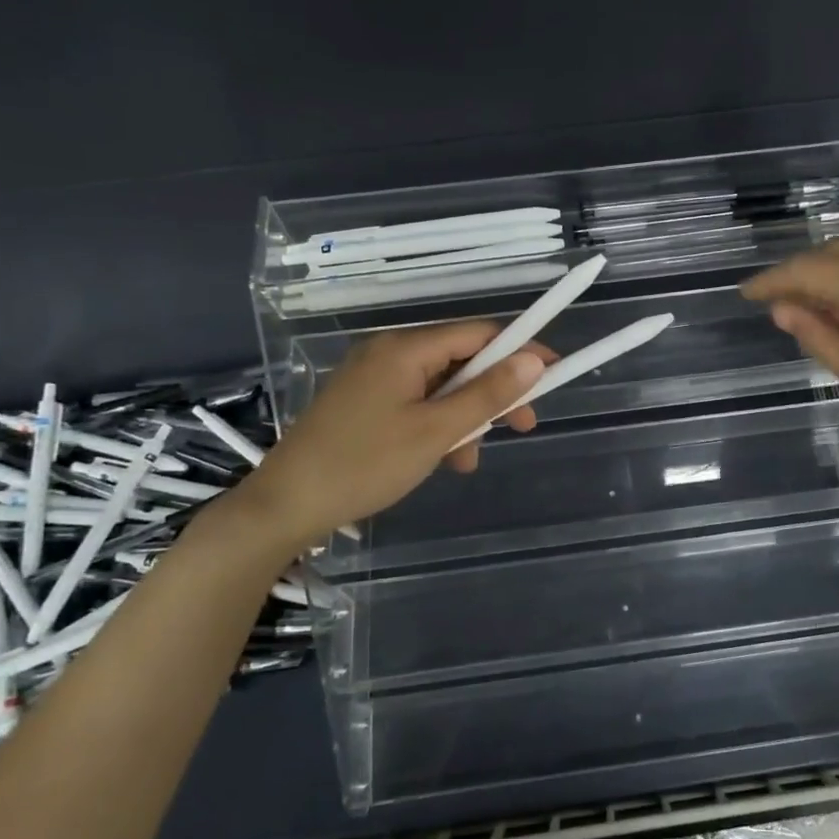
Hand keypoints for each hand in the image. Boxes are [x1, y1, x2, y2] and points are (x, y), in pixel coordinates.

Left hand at [245, 322, 553, 535]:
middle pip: (460, 360)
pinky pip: (416, 402)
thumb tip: (534, 361)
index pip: (478, 333)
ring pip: (440, 387)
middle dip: (492, 394)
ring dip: (464, 418)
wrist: (287, 504)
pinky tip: (442, 460)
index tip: (551, 376)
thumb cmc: (365, 464)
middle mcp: (388, 352)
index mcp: (405, 348)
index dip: (520, 351)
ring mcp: (373, 377)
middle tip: (522, 426)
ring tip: (466, 459)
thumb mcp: (436, 432)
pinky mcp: (363, 401)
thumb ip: (487, 395)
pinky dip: (436, 426)